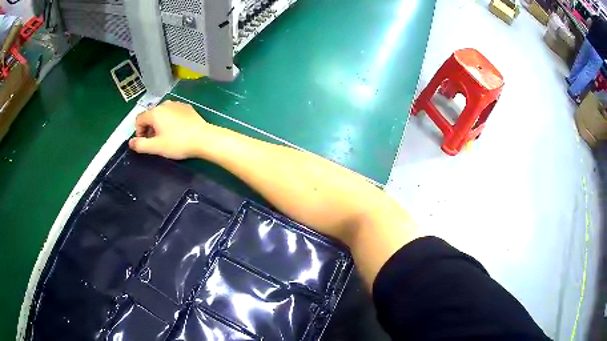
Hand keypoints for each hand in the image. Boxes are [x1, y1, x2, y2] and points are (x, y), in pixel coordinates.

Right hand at [129, 100, 208, 159]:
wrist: (203, 138)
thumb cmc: (178, 143)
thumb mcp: (156, 147)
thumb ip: (141, 145)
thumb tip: (130, 142)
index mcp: (155, 112)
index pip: (139, 119)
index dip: (138, 131)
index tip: (145, 142)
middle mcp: (165, 104)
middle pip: (150, 115)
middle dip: (149, 128)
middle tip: (155, 142)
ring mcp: (177, 104)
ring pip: (162, 113)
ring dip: (159, 124)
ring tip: (166, 137)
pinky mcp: (187, 107)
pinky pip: (173, 113)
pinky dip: (170, 120)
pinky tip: (177, 131)